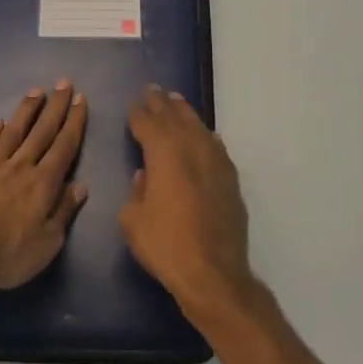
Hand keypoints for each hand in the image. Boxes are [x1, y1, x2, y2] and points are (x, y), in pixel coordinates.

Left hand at [0, 82, 87, 289]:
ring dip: (25, 111)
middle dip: (54, 107)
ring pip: (12, 132)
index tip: (80, 100)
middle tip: (62, 83)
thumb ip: (63, 212)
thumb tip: (81, 186)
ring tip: (35, 92)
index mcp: (43, 183)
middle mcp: (19, 167)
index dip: (74, 122)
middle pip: (41, 131)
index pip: (64, 146)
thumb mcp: (47, 243)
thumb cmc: (7, 255)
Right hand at [121, 85, 252, 322]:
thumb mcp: (132, 220)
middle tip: (152, 90)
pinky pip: (216, 147)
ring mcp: (216, 162)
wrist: (213, 273)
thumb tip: (145, 176)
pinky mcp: (230, 180)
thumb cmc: (165, 245)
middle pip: (175, 118)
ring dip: (185, 113)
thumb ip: (136, 191)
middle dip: (161, 104)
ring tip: (176, 101)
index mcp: (164, 153)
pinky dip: (207, 137)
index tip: (132, 102)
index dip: (138, 112)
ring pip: (198, 127)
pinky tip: (206, 135)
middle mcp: (192, 148)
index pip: (148, 123)